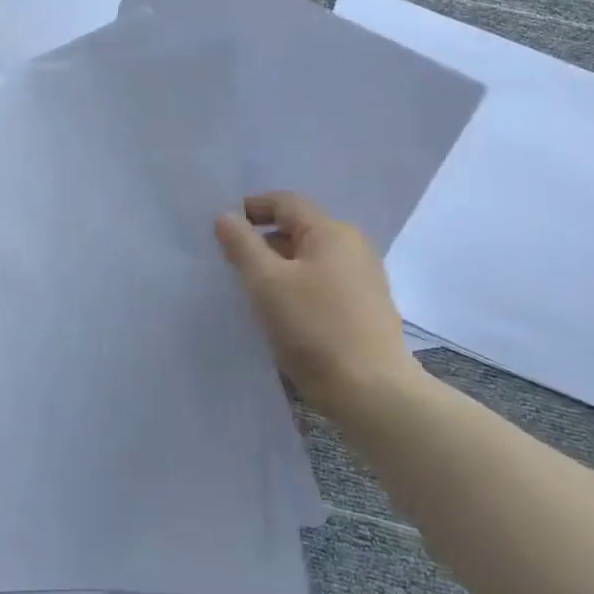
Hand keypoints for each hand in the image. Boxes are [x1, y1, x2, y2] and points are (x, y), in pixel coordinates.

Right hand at [215, 192, 414, 421]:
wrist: (370, 390)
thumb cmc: (313, 327)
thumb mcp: (266, 282)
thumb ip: (242, 245)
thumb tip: (226, 216)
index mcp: (332, 232)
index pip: (287, 202)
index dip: (253, 207)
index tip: (223, 225)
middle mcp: (353, 247)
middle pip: (301, 229)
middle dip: (264, 239)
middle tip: (232, 261)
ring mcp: (364, 278)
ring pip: (312, 258)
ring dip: (280, 265)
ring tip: (253, 289)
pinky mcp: (366, 308)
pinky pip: (324, 282)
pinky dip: (299, 285)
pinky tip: (283, 310)